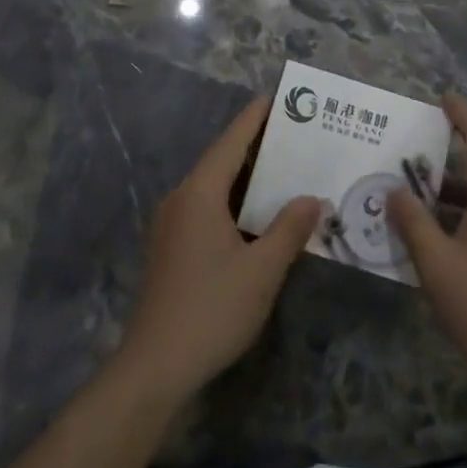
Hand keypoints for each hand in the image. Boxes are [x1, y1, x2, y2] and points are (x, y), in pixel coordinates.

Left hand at [117, 97, 321, 406]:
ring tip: (285, 173)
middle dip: (258, 148)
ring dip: (247, 180)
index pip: (232, 141)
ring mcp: (172, 224)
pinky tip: (258, 218)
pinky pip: (207, 208)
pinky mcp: (171, 248)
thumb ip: (289, 229)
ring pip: (215, 187)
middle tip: (296, 138)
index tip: (279, 99)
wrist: (154, 368)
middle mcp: (181, 198)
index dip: (256, 118)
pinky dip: (235, 203)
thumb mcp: (262, 270)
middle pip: (222, 160)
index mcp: (200, 193)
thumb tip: (312, 198)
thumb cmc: (211, 309)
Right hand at [390, 95, 466, 414]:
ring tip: (405, 192)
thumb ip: (412, 222)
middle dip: (441, 155)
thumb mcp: (436, 263)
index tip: (442, 97)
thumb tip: (393, 190)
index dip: (461, 114)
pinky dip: (456, 212)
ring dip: (444, 190)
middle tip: (403, 151)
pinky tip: (427, 230)